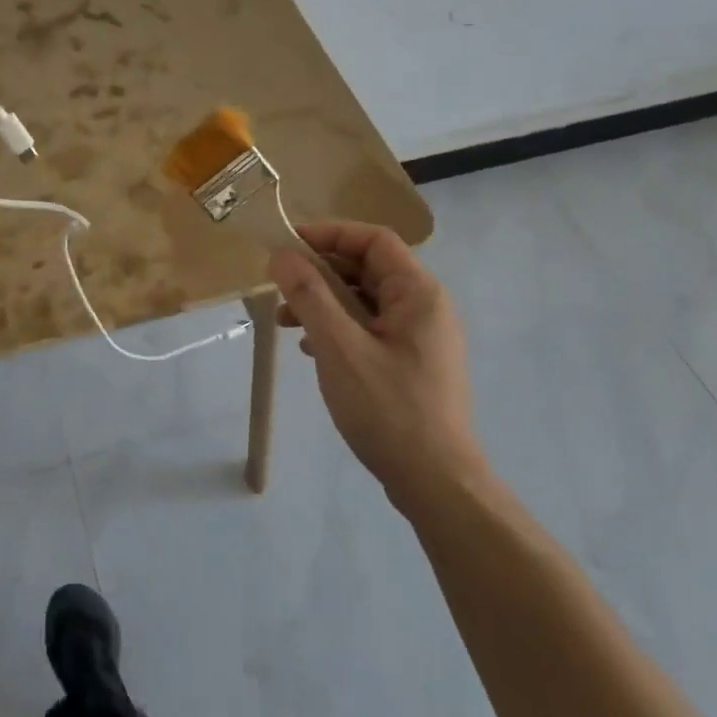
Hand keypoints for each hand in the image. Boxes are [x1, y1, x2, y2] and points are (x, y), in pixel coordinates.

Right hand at [269, 222, 485, 513]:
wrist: (435, 482)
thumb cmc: (388, 408)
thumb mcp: (339, 347)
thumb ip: (310, 296)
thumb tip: (282, 255)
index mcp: (418, 294)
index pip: (374, 240)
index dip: (330, 234)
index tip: (288, 245)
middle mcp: (425, 308)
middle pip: (369, 269)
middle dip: (321, 272)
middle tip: (281, 286)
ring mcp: (421, 338)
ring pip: (366, 301)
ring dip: (325, 302)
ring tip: (286, 321)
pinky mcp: (411, 364)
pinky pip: (370, 329)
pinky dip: (339, 328)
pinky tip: (312, 348)